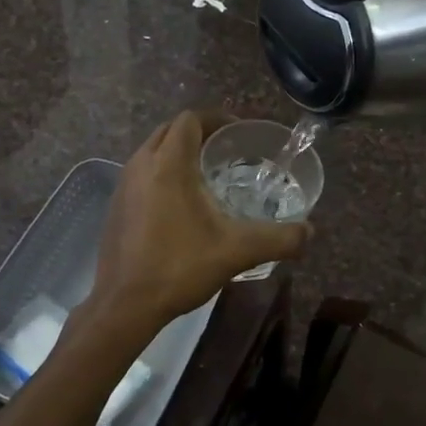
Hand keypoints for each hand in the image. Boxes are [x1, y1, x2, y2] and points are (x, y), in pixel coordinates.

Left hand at [76, 112, 309, 345]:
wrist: (124, 305)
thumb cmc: (179, 267)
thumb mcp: (237, 251)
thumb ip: (279, 239)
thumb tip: (309, 233)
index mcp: (168, 163)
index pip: (190, 120)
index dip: (216, 120)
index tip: (238, 133)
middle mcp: (141, 164)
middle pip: (170, 130)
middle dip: (197, 133)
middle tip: (225, 151)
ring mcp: (123, 185)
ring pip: (152, 150)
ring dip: (176, 152)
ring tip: (205, 174)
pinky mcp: (116, 206)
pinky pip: (141, 173)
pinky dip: (161, 173)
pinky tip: (179, 204)